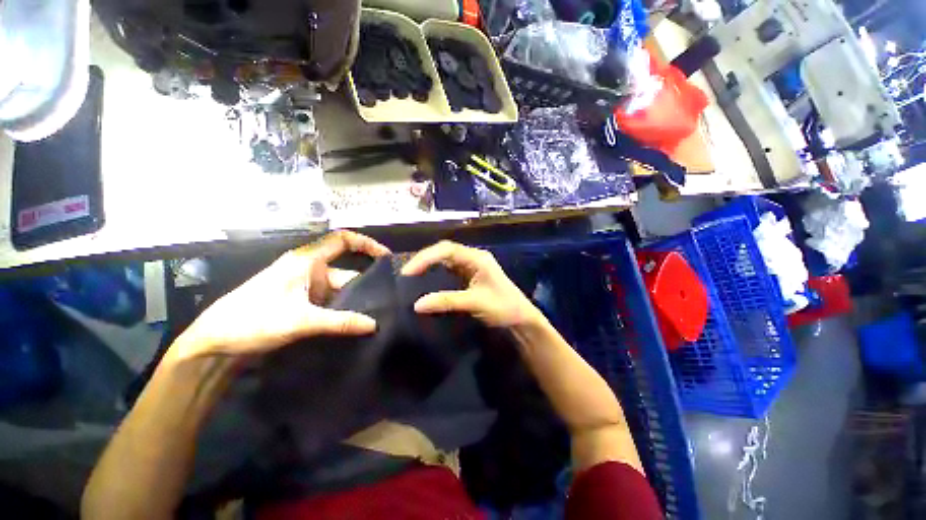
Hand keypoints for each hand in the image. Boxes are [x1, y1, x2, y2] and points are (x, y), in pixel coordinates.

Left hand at [171, 231, 389, 360]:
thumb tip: (374, 325)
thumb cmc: (253, 320)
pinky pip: (330, 302)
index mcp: (306, 261)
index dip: (366, 243)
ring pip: (339, 289)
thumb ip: (340, 322)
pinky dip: (343, 311)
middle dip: (365, 285)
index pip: (342, 241)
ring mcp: (304, 287)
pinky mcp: (301, 302)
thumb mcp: (300, 321)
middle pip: (345, 271)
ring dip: (354, 302)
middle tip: (387, 301)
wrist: (214, 343)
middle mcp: (308, 270)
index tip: (385, 257)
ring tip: (376, 315)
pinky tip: (355, 323)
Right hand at [401, 241, 542, 327]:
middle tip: (405, 274)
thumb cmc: (504, 308)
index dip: (425, 258)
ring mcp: (471, 267)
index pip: (446, 250)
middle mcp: (473, 258)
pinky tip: (426, 283)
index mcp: (477, 258)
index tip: (408, 272)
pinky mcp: (469, 278)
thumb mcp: (475, 303)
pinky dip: (435, 276)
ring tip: (410, 277)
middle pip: (444, 252)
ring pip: (445, 261)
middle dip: (424, 260)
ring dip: (429, 267)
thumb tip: (416, 305)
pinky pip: (448, 272)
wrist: (522, 321)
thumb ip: (446, 301)